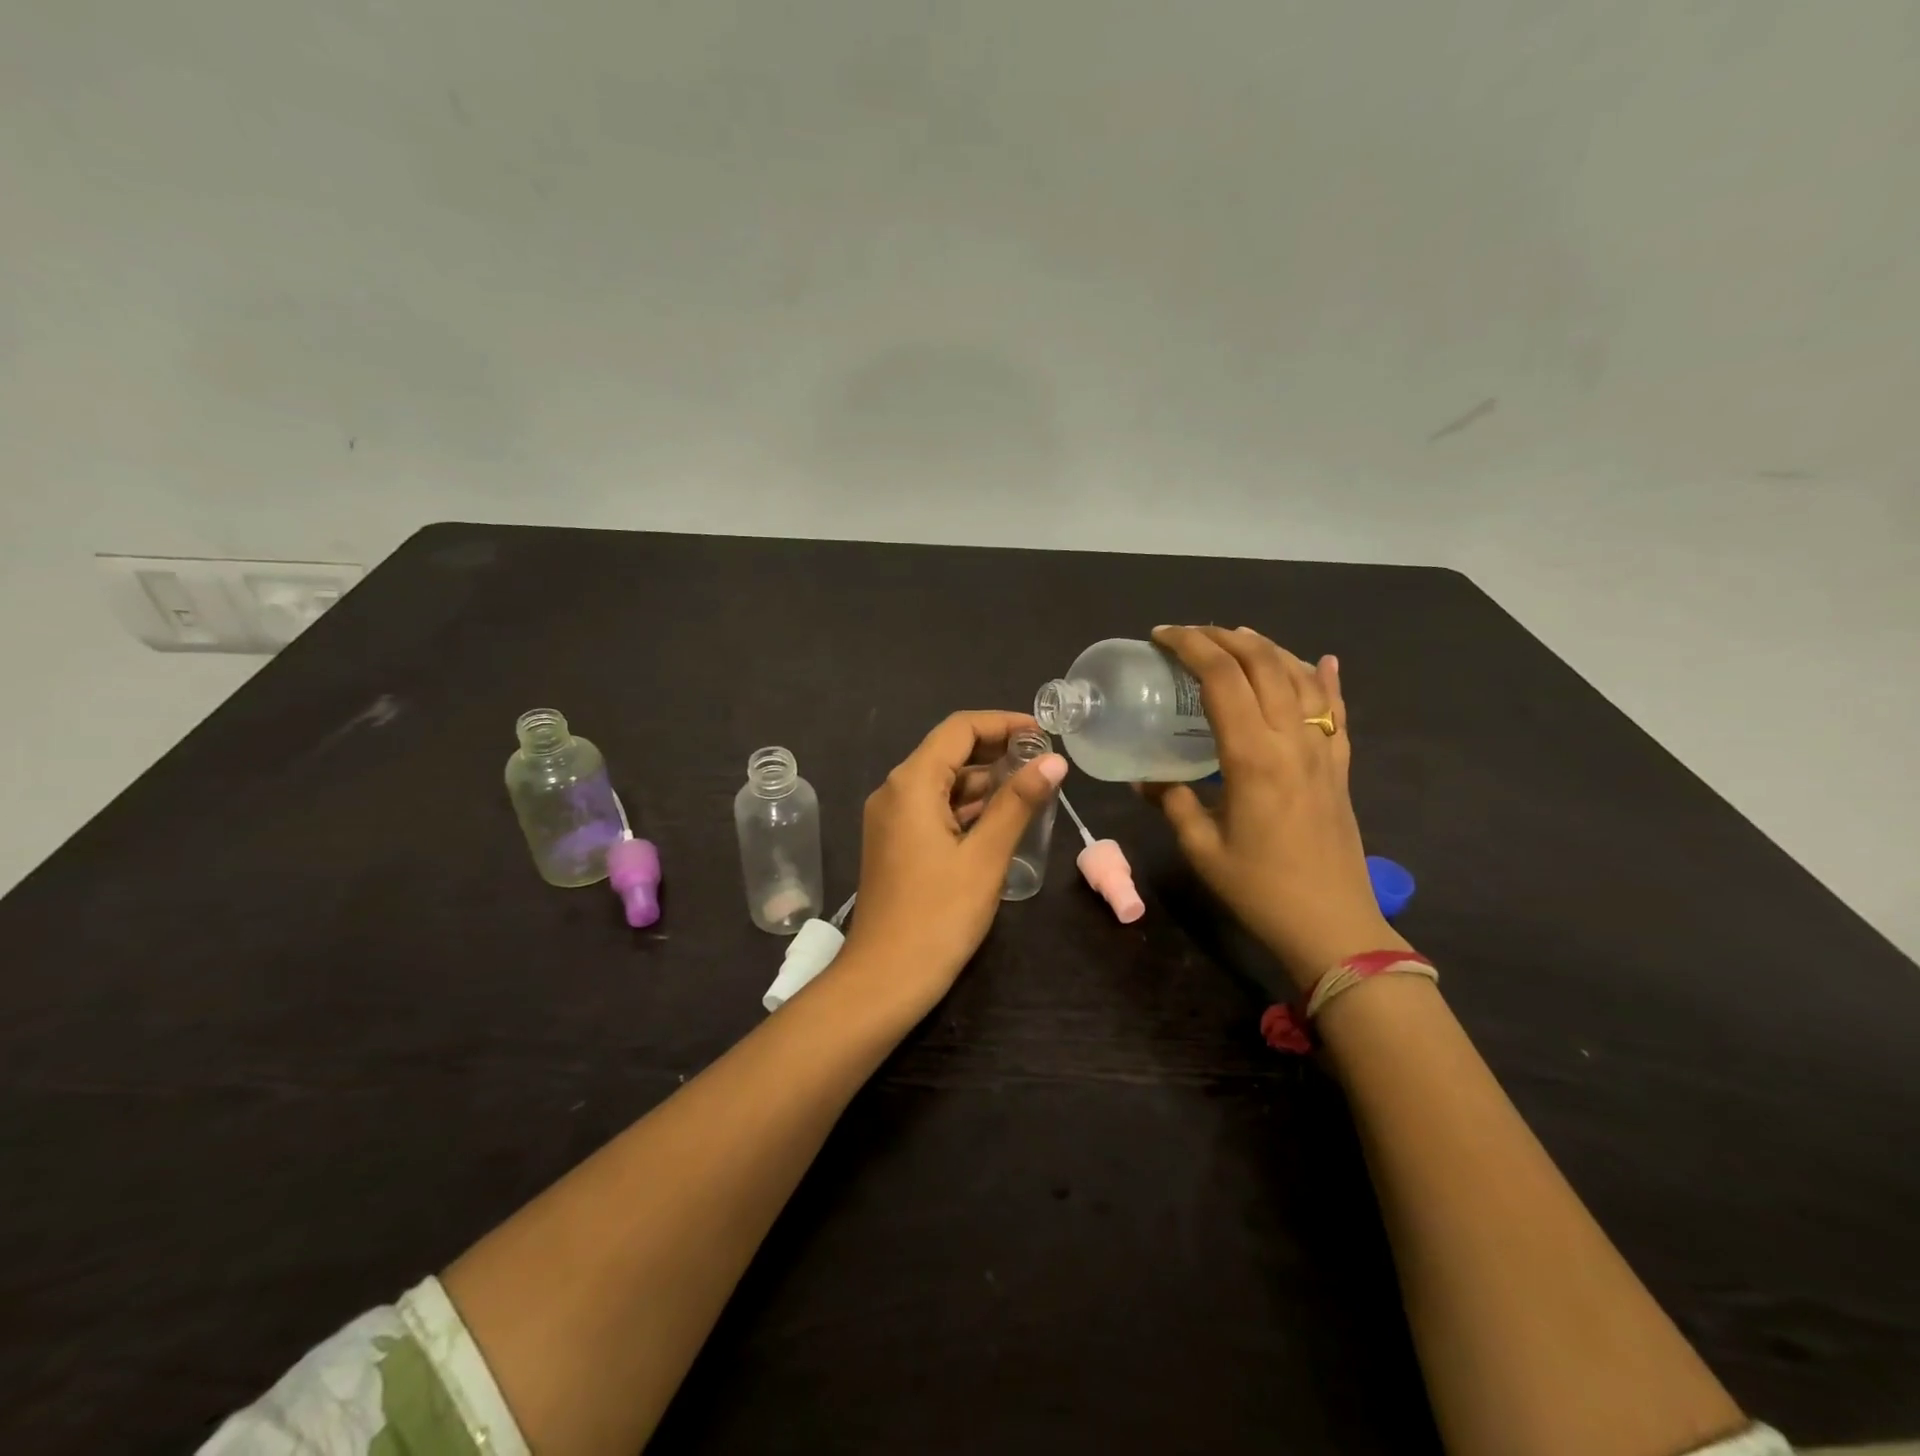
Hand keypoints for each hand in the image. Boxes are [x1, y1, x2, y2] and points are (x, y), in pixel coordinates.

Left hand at [840, 711, 1067, 1010]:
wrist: (885, 979)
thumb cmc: (938, 915)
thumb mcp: (986, 856)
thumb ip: (1018, 803)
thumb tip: (1054, 760)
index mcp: (911, 783)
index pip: (959, 729)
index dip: (1003, 723)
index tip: (1044, 733)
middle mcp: (894, 791)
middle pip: (949, 751)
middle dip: (997, 750)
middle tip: (1045, 761)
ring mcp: (890, 818)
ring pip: (942, 781)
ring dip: (984, 780)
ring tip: (1033, 787)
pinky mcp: (895, 843)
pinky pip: (933, 808)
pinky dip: (967, 805)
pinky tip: (1001, 817)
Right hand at [1144, 626, 1405, 991]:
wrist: (1333, 927)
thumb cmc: (1260, 889)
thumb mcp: (1202, 848)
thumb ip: (1173, 802)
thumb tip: (1149, 780)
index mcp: (1252, 756)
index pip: (1222, 678)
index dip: (1191, 646)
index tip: (1162, 636)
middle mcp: (1292, 740)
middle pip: (1263, 664)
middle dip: (1224, 637)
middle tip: (1191, 634)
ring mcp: (1323, 751)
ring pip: (1301, 678)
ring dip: (1268, 648)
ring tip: (1239, 637)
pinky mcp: (1341, 767)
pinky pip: (1337, 712)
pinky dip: (1327, 680)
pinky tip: (1323, 661)